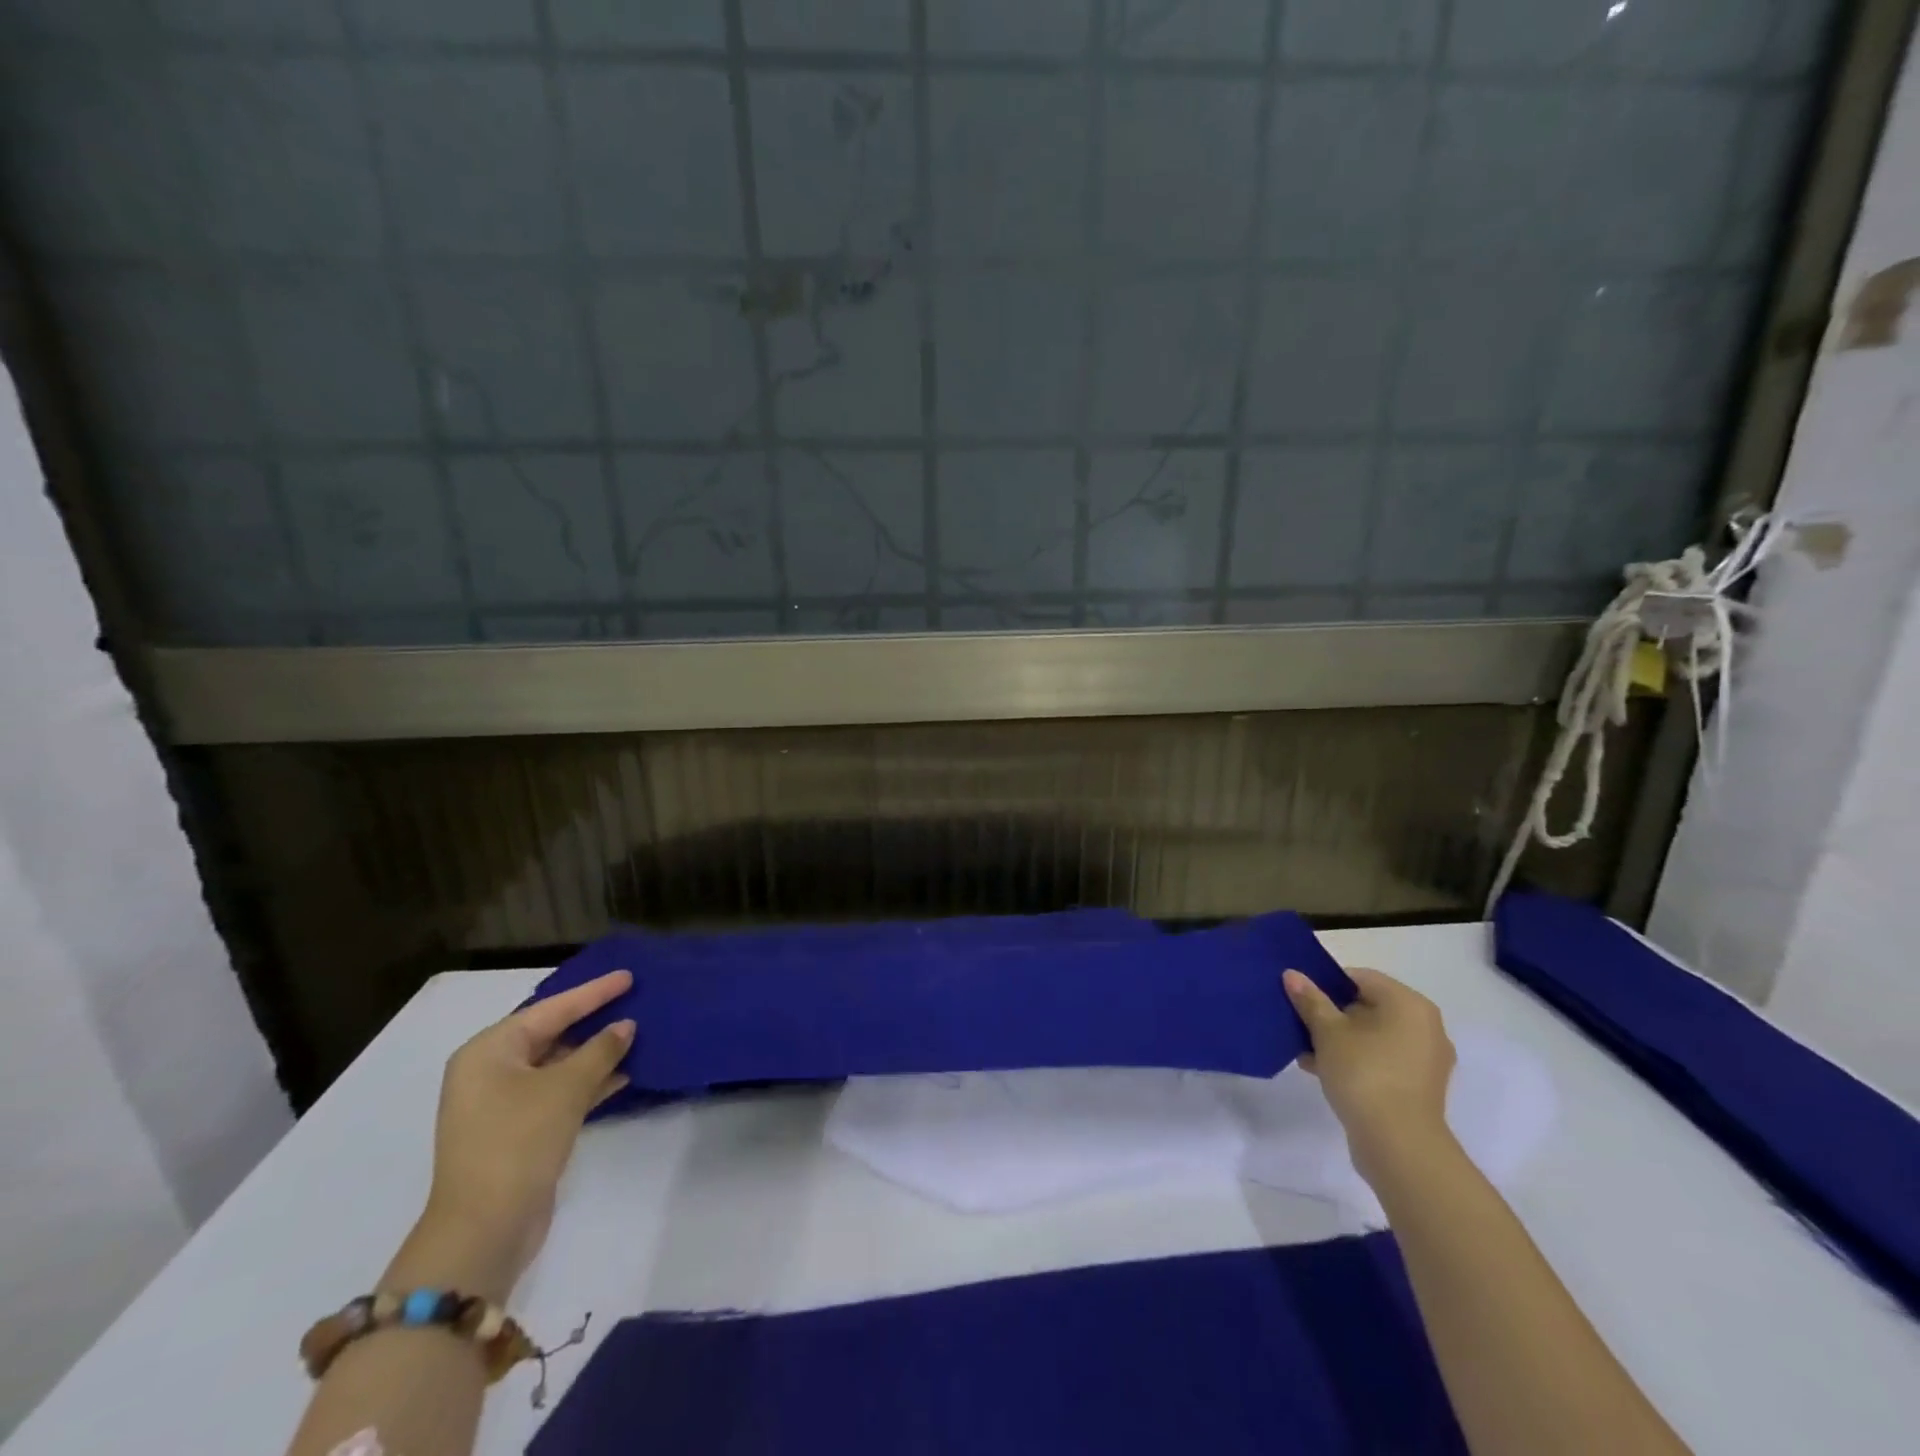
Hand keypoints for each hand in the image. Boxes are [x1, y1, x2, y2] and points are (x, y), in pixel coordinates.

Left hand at [401, 970, 635, 1300]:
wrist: (484, 1229)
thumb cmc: (519, 1141)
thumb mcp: (566, 1088)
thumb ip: (601, 1050)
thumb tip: (625, 1026)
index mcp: (489, 1051)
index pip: (551, 1009)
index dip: (593, 992)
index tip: (628, 976)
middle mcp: (490, 1071)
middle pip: (551, 1033)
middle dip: (594, 1020)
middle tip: (634, 1000)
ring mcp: (502, 1104)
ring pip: (558, 1064)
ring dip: (596, 1052)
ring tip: (638, 1034)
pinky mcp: (518, 1131)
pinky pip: (558, 1091)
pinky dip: (589, 1081)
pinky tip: (624, 1073)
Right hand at [1283, 965, 1455, 1186]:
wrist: (1398, 1144)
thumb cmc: (1364, 1073)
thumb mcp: (1327, 1031)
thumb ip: (1310, 1000)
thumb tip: (1293, 974)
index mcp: (1409, 1004)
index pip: (1360, 978)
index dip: (1326, 983)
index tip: (1300, 997)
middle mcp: (1425, 1026)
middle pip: (1367, 1006)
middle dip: (1331, 1014)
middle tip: (1299, 1023)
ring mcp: (1425, 1059)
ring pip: (1372, 1036)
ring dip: (1339, 1040)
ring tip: (1305, 1051)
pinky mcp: (1418, 1087)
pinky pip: (1381, 1060)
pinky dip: (1355, 1060)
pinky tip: (1321, 1070)